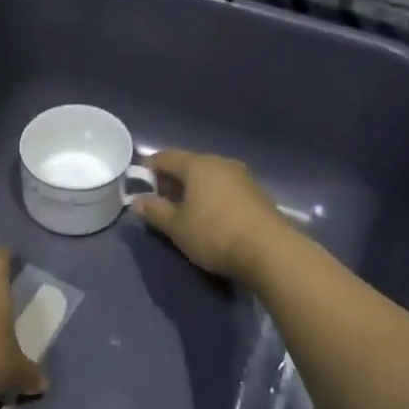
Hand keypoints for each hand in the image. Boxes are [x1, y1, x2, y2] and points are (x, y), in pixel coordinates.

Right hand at [133, 149, 290, 285]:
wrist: (271, 252)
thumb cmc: (215, 234)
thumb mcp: (177, 227)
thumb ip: (155, 211)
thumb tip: (137, 201)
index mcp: (197, 165)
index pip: (165, 157)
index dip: (149, 169)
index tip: (140, 187)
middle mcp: (221, 163)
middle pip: (189, 165)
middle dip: (172, 181)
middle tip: (161, 203)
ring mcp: (243, 177)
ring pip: (209, 177)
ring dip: (194, 191)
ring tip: (186, 214)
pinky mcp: (258, 194)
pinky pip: (226, 189)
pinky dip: (213, 198)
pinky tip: (211, 218)